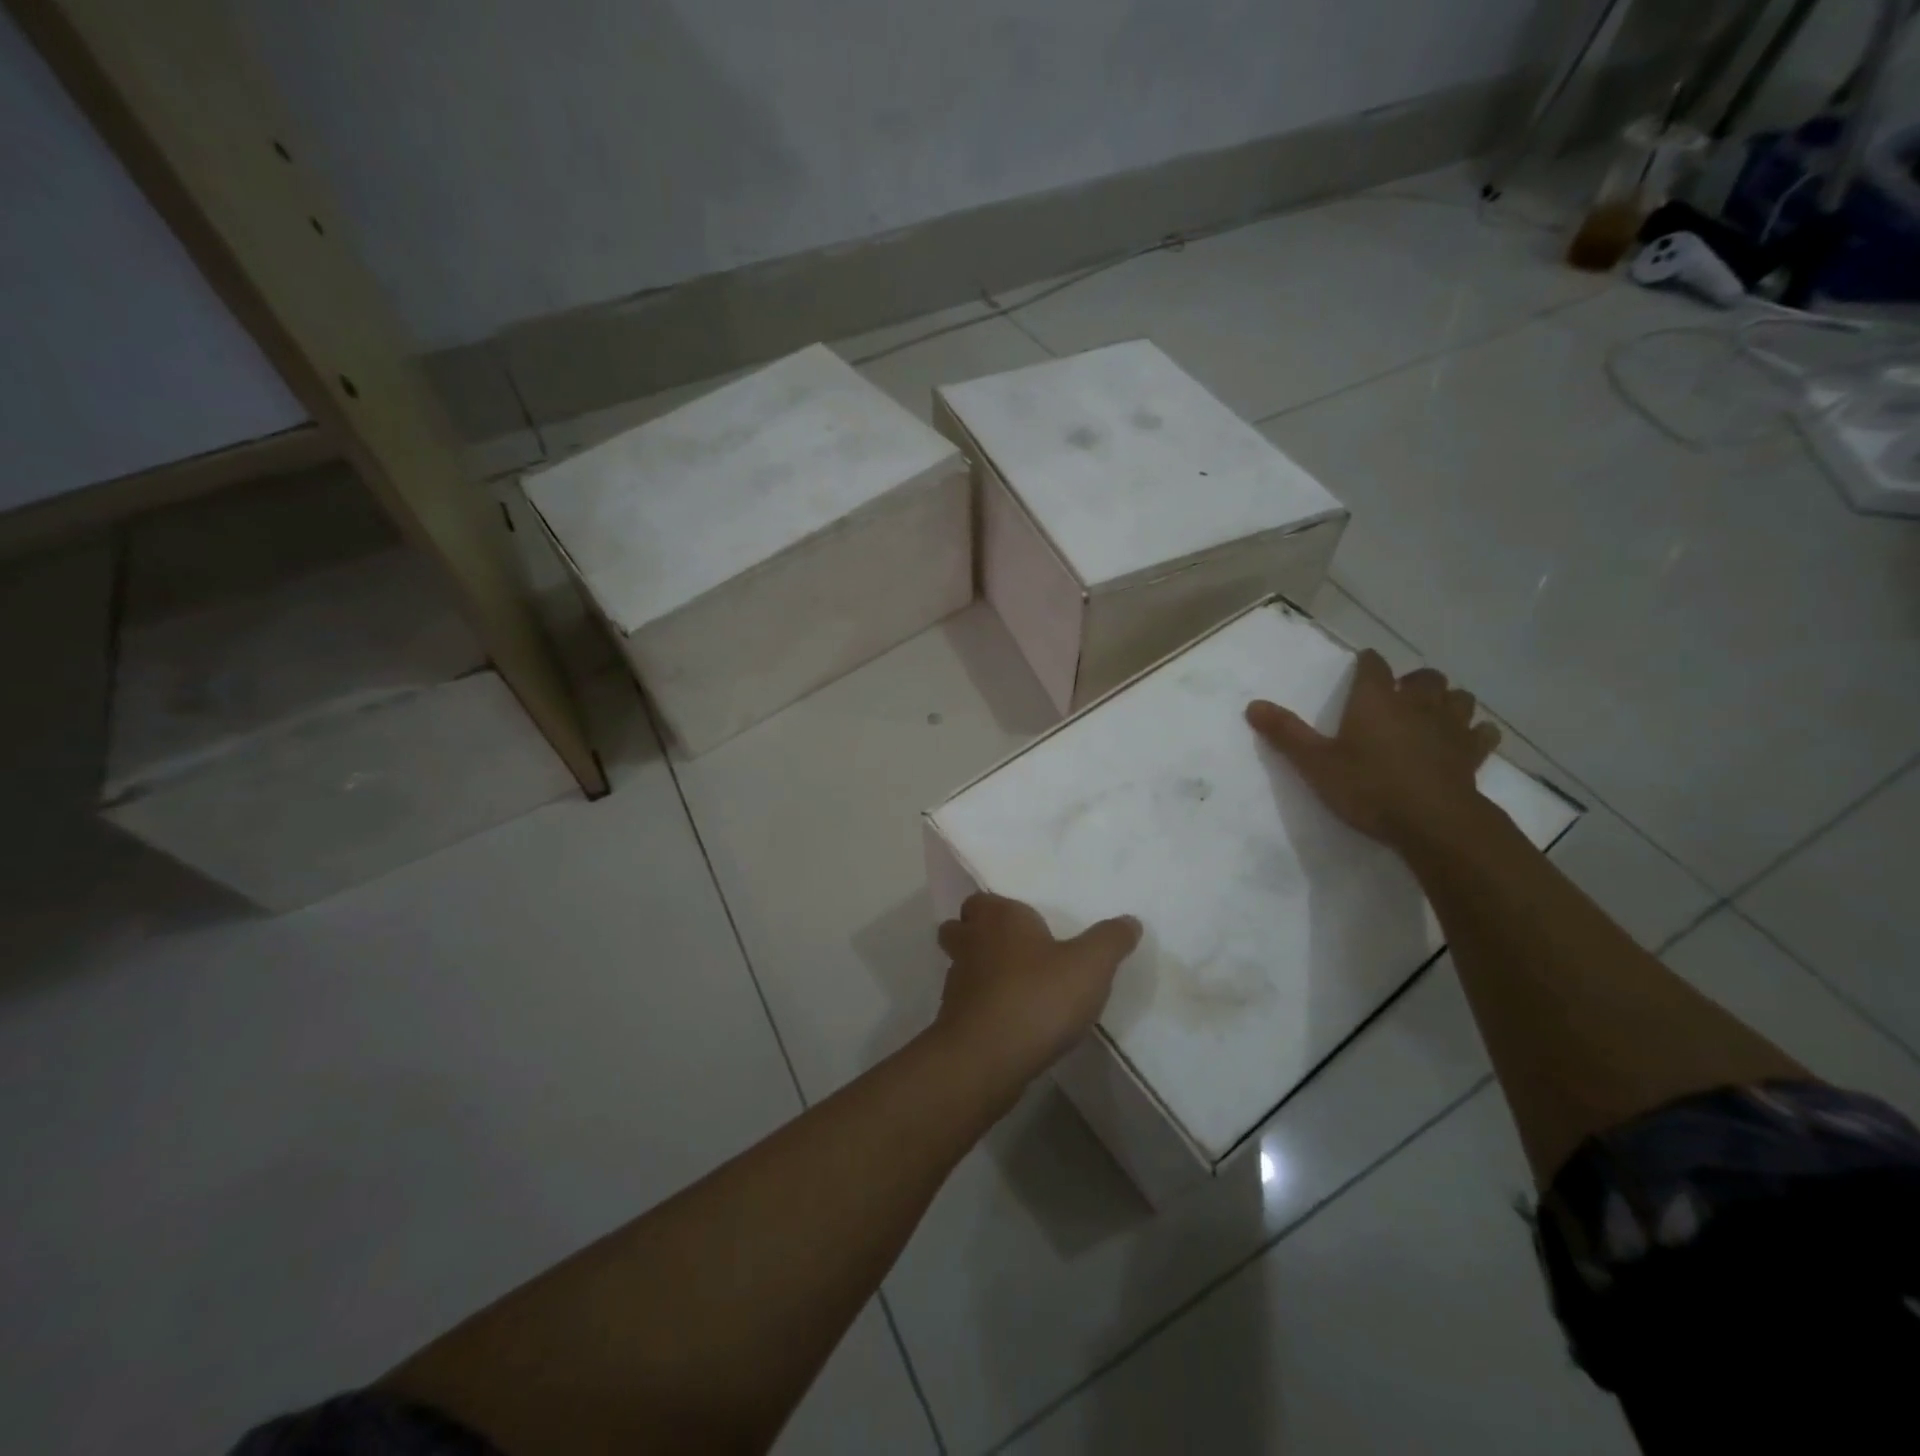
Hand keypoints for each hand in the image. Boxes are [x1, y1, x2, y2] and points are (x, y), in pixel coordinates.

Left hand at [935, 894, 1142, 1085]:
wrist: (987, 1058)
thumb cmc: (1038, 996)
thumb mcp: (1090, 965)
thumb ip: (1110, 940)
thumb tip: (1130, 921)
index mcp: (998, 918)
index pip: (981, 901)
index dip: (996, 910)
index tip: (1022, 923)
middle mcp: (970, 943)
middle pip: (960, 929)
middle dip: (976, 935)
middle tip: (1011, 950)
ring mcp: (956, 983)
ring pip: (961, 967)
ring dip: (980, 973)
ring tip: (1015, 987)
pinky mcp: (953, 1021)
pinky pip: (967, 1004)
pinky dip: (982, 1007)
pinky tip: (1010, 1022)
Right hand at [1246, 649, 1500, 851]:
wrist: (1433, 822)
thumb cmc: (1368, 787)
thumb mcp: (1315, 763)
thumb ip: (1285, 733)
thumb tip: (1253, 704)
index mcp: (1376, 700)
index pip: (1374, 665)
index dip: (1367, 663)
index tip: (1362, 666)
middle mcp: (1417, 705)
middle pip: (1424, 677)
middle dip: (1413, 680)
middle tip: (1398, 695)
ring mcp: (1450, 728)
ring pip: (1459, 698)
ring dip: (1447, 700)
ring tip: (1433, 713)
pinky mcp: (1473, 754)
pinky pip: (1482, 733)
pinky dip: (1475, 732)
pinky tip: (1466, 741)